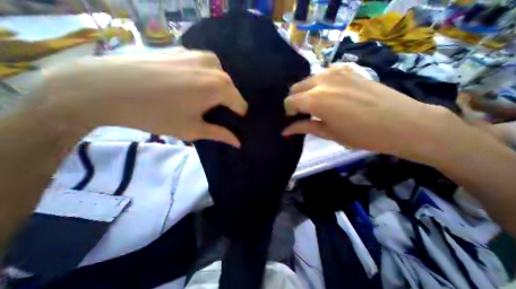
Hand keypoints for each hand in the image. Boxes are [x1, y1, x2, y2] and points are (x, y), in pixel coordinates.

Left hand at [36, 49, 245, 145]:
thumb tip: (238, 143)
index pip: (241, 105)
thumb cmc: (157, 114)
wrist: (104, 87)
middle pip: (230, 91)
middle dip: (225, 104)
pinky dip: (201, 79)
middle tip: (208, 114)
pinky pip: (203, 69)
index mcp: (221, 86)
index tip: (227, 125)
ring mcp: (199, 54)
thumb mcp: (193, 129)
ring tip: (195, 100)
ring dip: (213, 91)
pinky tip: (182, 86)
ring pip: (218, 79)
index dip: (237, 118)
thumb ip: (221, 134)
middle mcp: (215, 66)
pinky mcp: (183, 49)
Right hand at [284, 64, 461, 163]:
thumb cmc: (361, 135)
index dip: (288, 111)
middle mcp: (322, 81)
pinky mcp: (348, 70)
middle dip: (295, 100)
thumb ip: (304, 128)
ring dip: (307, 92)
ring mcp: (336, 72)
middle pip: (296, 87)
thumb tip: (285, 131)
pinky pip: (325, 73)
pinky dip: (321, 83)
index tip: (293, 119)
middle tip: (303, 113)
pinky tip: (330, 93)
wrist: (404, 123)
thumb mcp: (328, 133)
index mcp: (315, 99)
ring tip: (316, 104)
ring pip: (309, 79)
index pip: (289, 101)